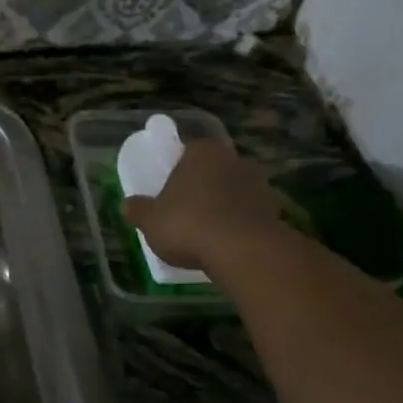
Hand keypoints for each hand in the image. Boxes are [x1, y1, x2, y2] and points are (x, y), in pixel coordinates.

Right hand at [122, 139, 287, 273]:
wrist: (243, 251)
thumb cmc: (188, 225)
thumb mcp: (150, 220)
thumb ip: (138, 209)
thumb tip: (127, 204)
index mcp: (202, 152)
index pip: (187, 151)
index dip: (176, 170)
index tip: (168, 190)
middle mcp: (234, 159)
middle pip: (212, 170)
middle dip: (201, 186)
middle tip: (184, 209)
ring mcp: (259, 183)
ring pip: (232, 190)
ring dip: (221, 204)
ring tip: (205, 230)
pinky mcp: (275, 209)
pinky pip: (248, 212)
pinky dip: (238, 222)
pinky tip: (225, 242)